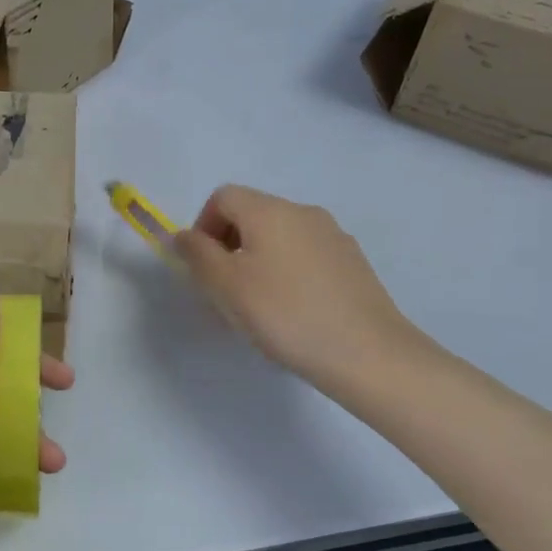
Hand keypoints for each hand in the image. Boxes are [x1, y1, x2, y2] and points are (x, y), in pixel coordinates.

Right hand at [172, 185, 428, 397]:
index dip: (203, 226)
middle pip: (252, 214)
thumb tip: (183, 235)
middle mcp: (303, 212)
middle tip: (226, 291)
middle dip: (229, 245)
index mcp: (269, 210)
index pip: (222, 197)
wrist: (368, 353)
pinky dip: (288, 273)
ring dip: (258, 260)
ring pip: (279, 237)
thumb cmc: (285, 314)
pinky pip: (306, 256)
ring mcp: (334, 236)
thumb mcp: (225, 285)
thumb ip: (196, 254)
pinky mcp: (353, 263)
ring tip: (260, 306)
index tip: (203, 268)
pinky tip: (294, 312)